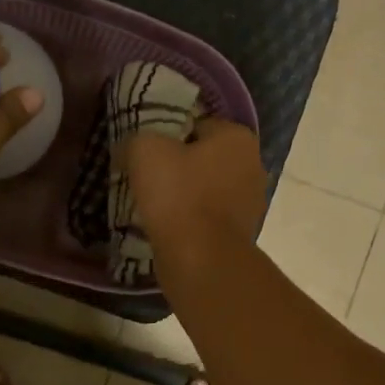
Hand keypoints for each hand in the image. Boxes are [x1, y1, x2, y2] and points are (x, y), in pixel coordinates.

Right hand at [119, 118, 265, 255]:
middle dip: (179, 166)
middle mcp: (252, 165)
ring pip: (207, 189)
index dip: (169, 134)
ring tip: (154, 205)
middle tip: (147, 177)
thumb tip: (131, 148)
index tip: (147, 152)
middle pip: (205, 158)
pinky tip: (168, 227)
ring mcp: (250, 203)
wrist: (200, 259)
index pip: (198, 124)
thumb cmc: (178, 195)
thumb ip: (138, 139)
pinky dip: (191, 220)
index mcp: (237, 137)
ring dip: (185, 195)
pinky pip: (208, 217)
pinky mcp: (241, 234)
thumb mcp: (144, 150)